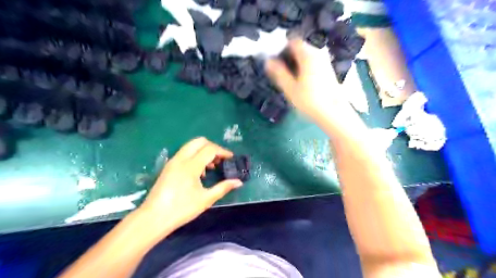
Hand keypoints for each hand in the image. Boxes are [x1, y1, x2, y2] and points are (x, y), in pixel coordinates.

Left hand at [138, 137, 243, 230]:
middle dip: (213, 147)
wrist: (153, 218)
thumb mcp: (205, 199)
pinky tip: (199, 172)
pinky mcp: (168, 166)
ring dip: (203, 151)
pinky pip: (184, 153)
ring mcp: (173, 161)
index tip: (231, 158)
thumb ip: (223, 188)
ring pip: (191, 146)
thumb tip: (238, 182)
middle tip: (220, 159)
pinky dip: (195, 156)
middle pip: (199, 141)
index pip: (210, 149)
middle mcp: (181, 159)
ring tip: (211, 167)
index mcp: (190, 165)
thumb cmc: (181, 209)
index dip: (223, 152)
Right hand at [268, 38, 345, 118]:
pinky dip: (305, 66)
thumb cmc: (309, 100)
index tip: (275, 60)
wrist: (332, 112)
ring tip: (290, 76)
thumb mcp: (290, 88)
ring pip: (307, 54)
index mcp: (308, 54)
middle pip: (300, 47)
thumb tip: (268, 61)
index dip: (282, 47)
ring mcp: (325, 60)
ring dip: (297, 61)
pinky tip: (301, 79)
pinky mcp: (328, 69)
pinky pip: (313, 61)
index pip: (293, 40)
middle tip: (280, 70)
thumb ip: (278, 72)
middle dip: (289, 55)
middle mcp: (319, 52)